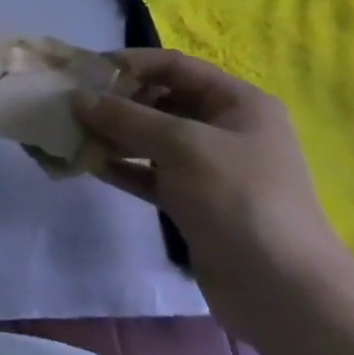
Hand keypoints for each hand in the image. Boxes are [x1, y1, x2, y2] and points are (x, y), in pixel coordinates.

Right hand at [73, 50, 353, 335]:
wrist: (282, 291)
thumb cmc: (238, 198)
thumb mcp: (181, 145)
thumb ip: (126, 118)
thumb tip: (77, 98)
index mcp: (237, 103)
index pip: (175, 66)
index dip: (131, 63)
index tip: (86, 71)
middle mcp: (224, 129)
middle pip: (161, 101)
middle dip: (117, 101)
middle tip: (72, 105)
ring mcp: (209, 168)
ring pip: (151, 140)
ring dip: (113, 135)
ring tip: (71, 133)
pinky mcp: (193, 202)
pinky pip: (150, 174)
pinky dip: (121, 167)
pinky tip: (87, 164)